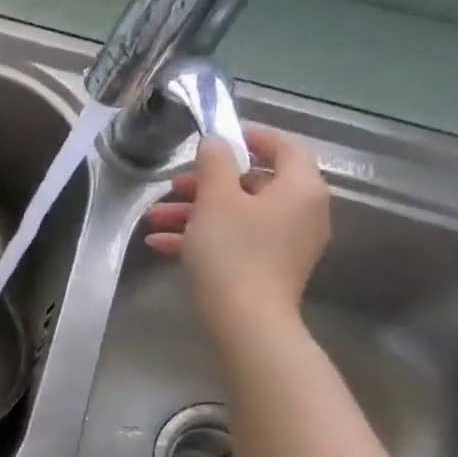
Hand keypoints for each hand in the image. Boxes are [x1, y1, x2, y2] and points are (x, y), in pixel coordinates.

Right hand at [143, 125, 330, 343]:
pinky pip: (235, 240)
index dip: (251, 137)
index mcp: (300, 188)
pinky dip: (203, 237)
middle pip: (253, 184)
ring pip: (237, 215)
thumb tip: (216, 142)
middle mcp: (301, 212)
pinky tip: (161, 244)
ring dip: (195, 213)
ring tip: (155, 219)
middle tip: (173, 186)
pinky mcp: (268, 267)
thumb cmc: (232, 252)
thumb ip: (215, 164)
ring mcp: (286, 242)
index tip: (218, 136)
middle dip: (206, 184)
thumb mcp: (216, 201)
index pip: (284, 147)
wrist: (245, 320)